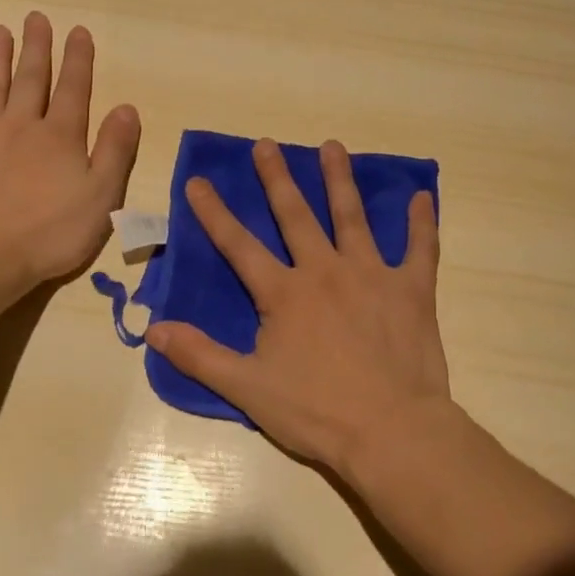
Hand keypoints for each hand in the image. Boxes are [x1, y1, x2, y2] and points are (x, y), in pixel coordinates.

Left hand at [0, 13, 140, 287]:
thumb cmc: (50, 232)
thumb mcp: (102, 196)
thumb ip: (115, 151)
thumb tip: (127, 108)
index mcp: (61, 137)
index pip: (74, 90)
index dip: (78, 60)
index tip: (78, 31)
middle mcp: (22, 125)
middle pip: (32, 79)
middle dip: (37, 48)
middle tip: (36, 18)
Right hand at [145, 138, 449, 473]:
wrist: (391, 431)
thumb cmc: (316, 411)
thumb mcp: (247, 388)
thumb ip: (200, 355)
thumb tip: (153, 329)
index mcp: (284, 293)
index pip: (239, 246)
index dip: (214, 213)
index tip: (198, 180)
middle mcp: (325, 271)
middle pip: (296, 215)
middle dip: (277, 178)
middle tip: (266, 144)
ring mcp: (372, 275)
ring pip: (353, 217)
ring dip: (340, 180)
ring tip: (332, 146)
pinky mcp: (412, 291)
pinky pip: (419, 249)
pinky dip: (421, 222)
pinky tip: (421, 196)